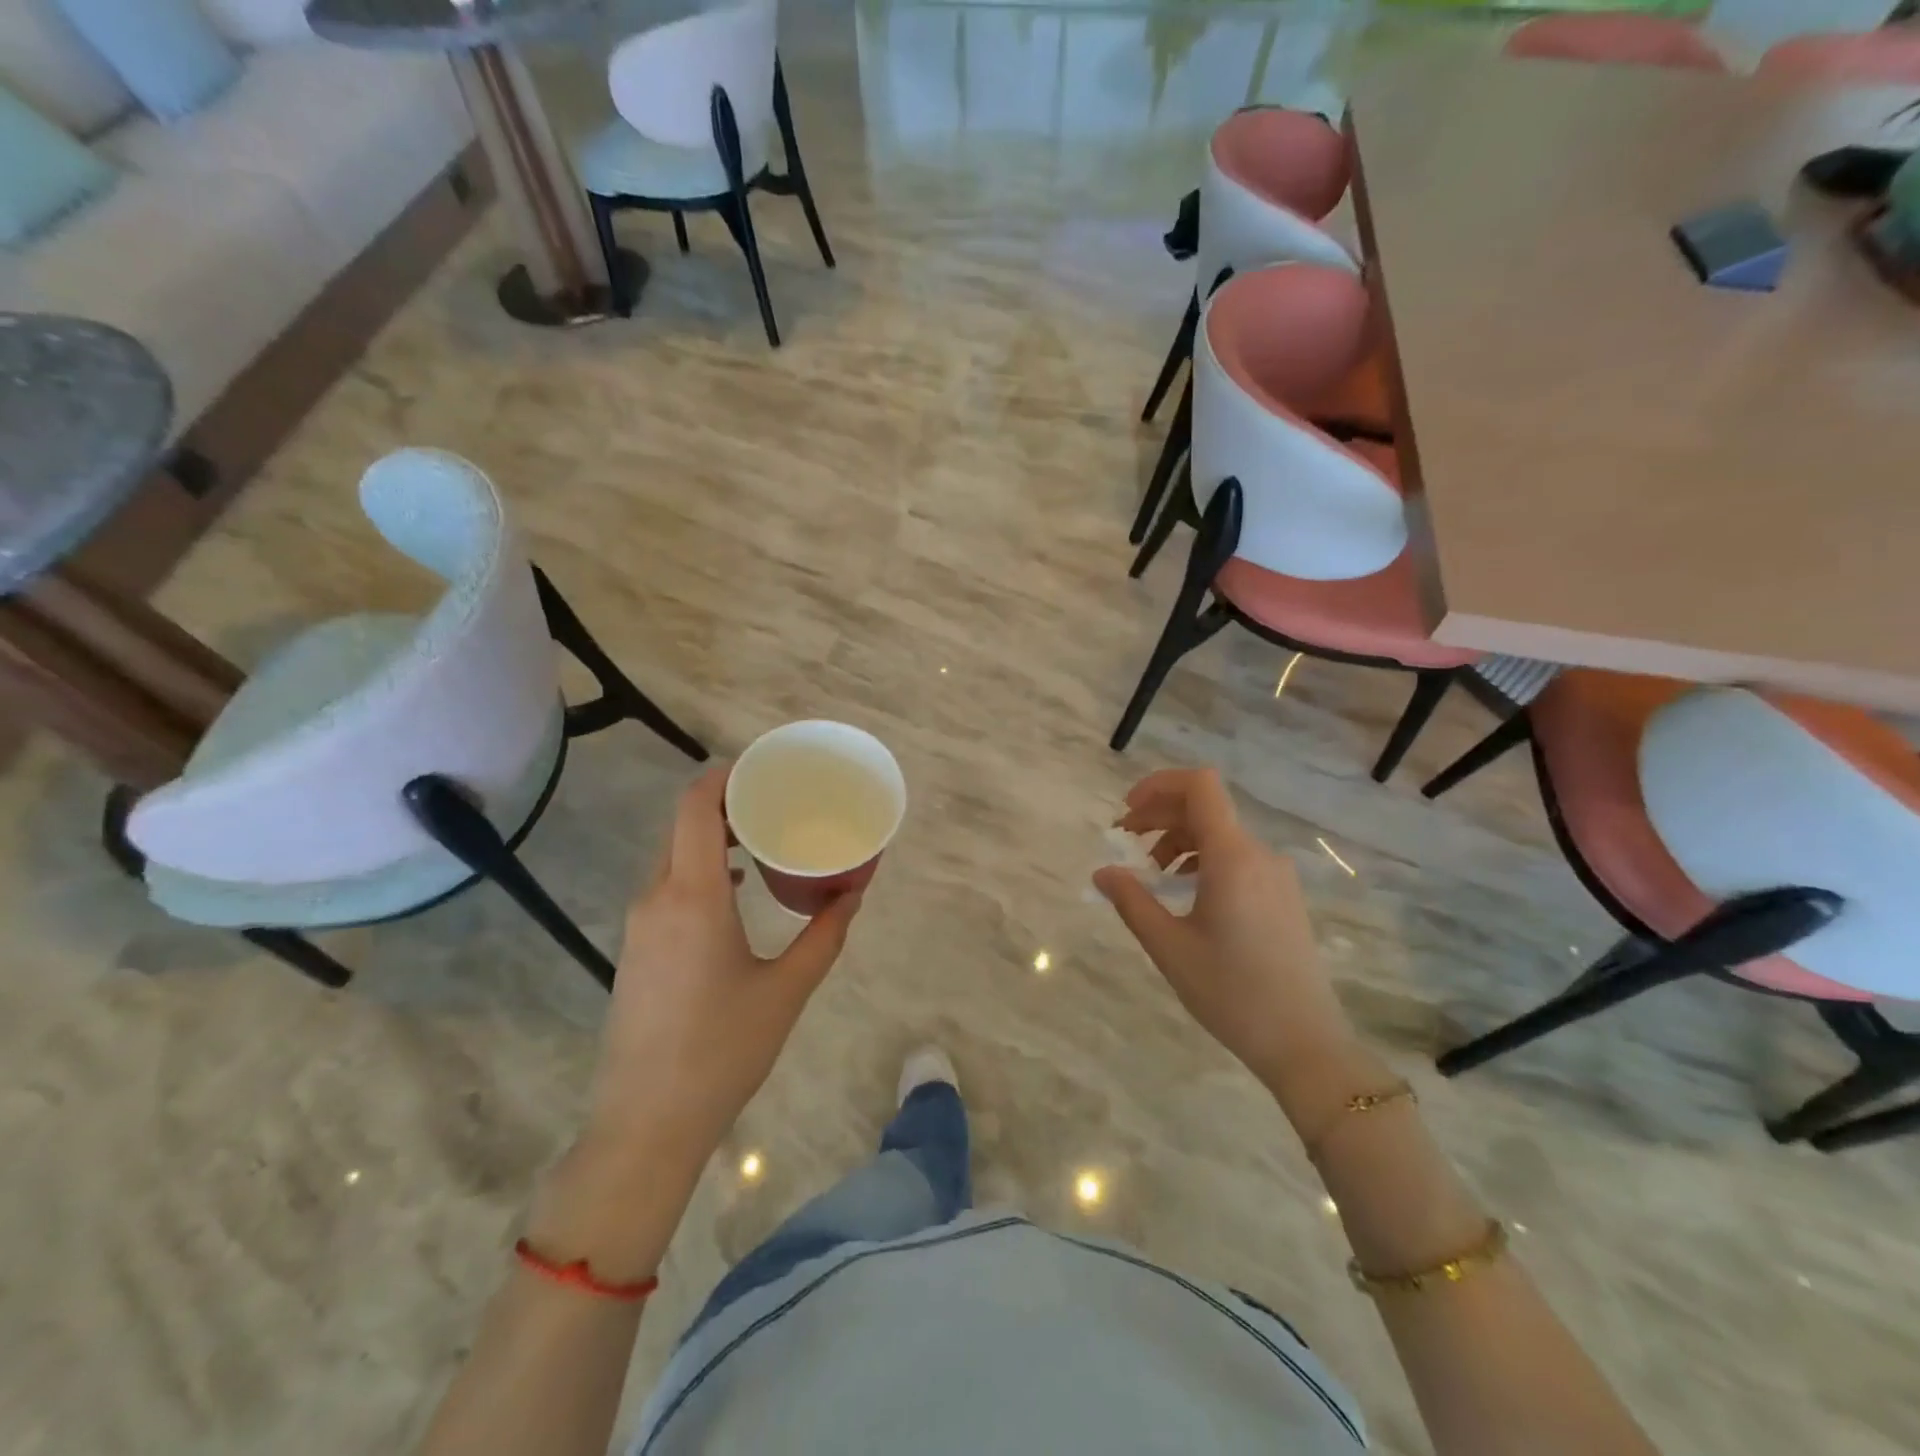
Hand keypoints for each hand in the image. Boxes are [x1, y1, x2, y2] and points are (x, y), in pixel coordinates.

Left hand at [585, 765, 863, 1173]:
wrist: (646, 1123)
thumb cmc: (722, 1051)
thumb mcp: (786, 990)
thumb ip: (825, 935)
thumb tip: (854, 893)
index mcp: (692, 896)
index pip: (696, 807)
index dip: (725, 775)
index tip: (765, 769)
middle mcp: (657, 897)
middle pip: (684, 824)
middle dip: (727, 803)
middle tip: (778, 801)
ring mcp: (640, 923)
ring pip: (674, 855)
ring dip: (714, 837)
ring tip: (763, 838)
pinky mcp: (637, 947)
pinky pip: (668, 884)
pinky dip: (701, 868)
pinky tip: (736, 888)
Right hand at [1093, 769, 1356, 1104]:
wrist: (1305, 1043)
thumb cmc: (1231, 992)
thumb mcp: (1169, 947)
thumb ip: (1132, 901)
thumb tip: (1102, 872)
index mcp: (1232, 857)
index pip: (1199, 786)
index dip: (1159, 785)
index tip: (1127, 811)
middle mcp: (1259, 854)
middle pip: (1205, 807)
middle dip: (1160, 815)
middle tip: (1125, 841)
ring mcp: (1276, 875)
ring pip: (1221, 833)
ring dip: (1180, 839)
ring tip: (1153, 874)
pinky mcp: (1283, 896)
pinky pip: (1238, 857)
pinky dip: (1203, 859)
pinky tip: (1186, 892)